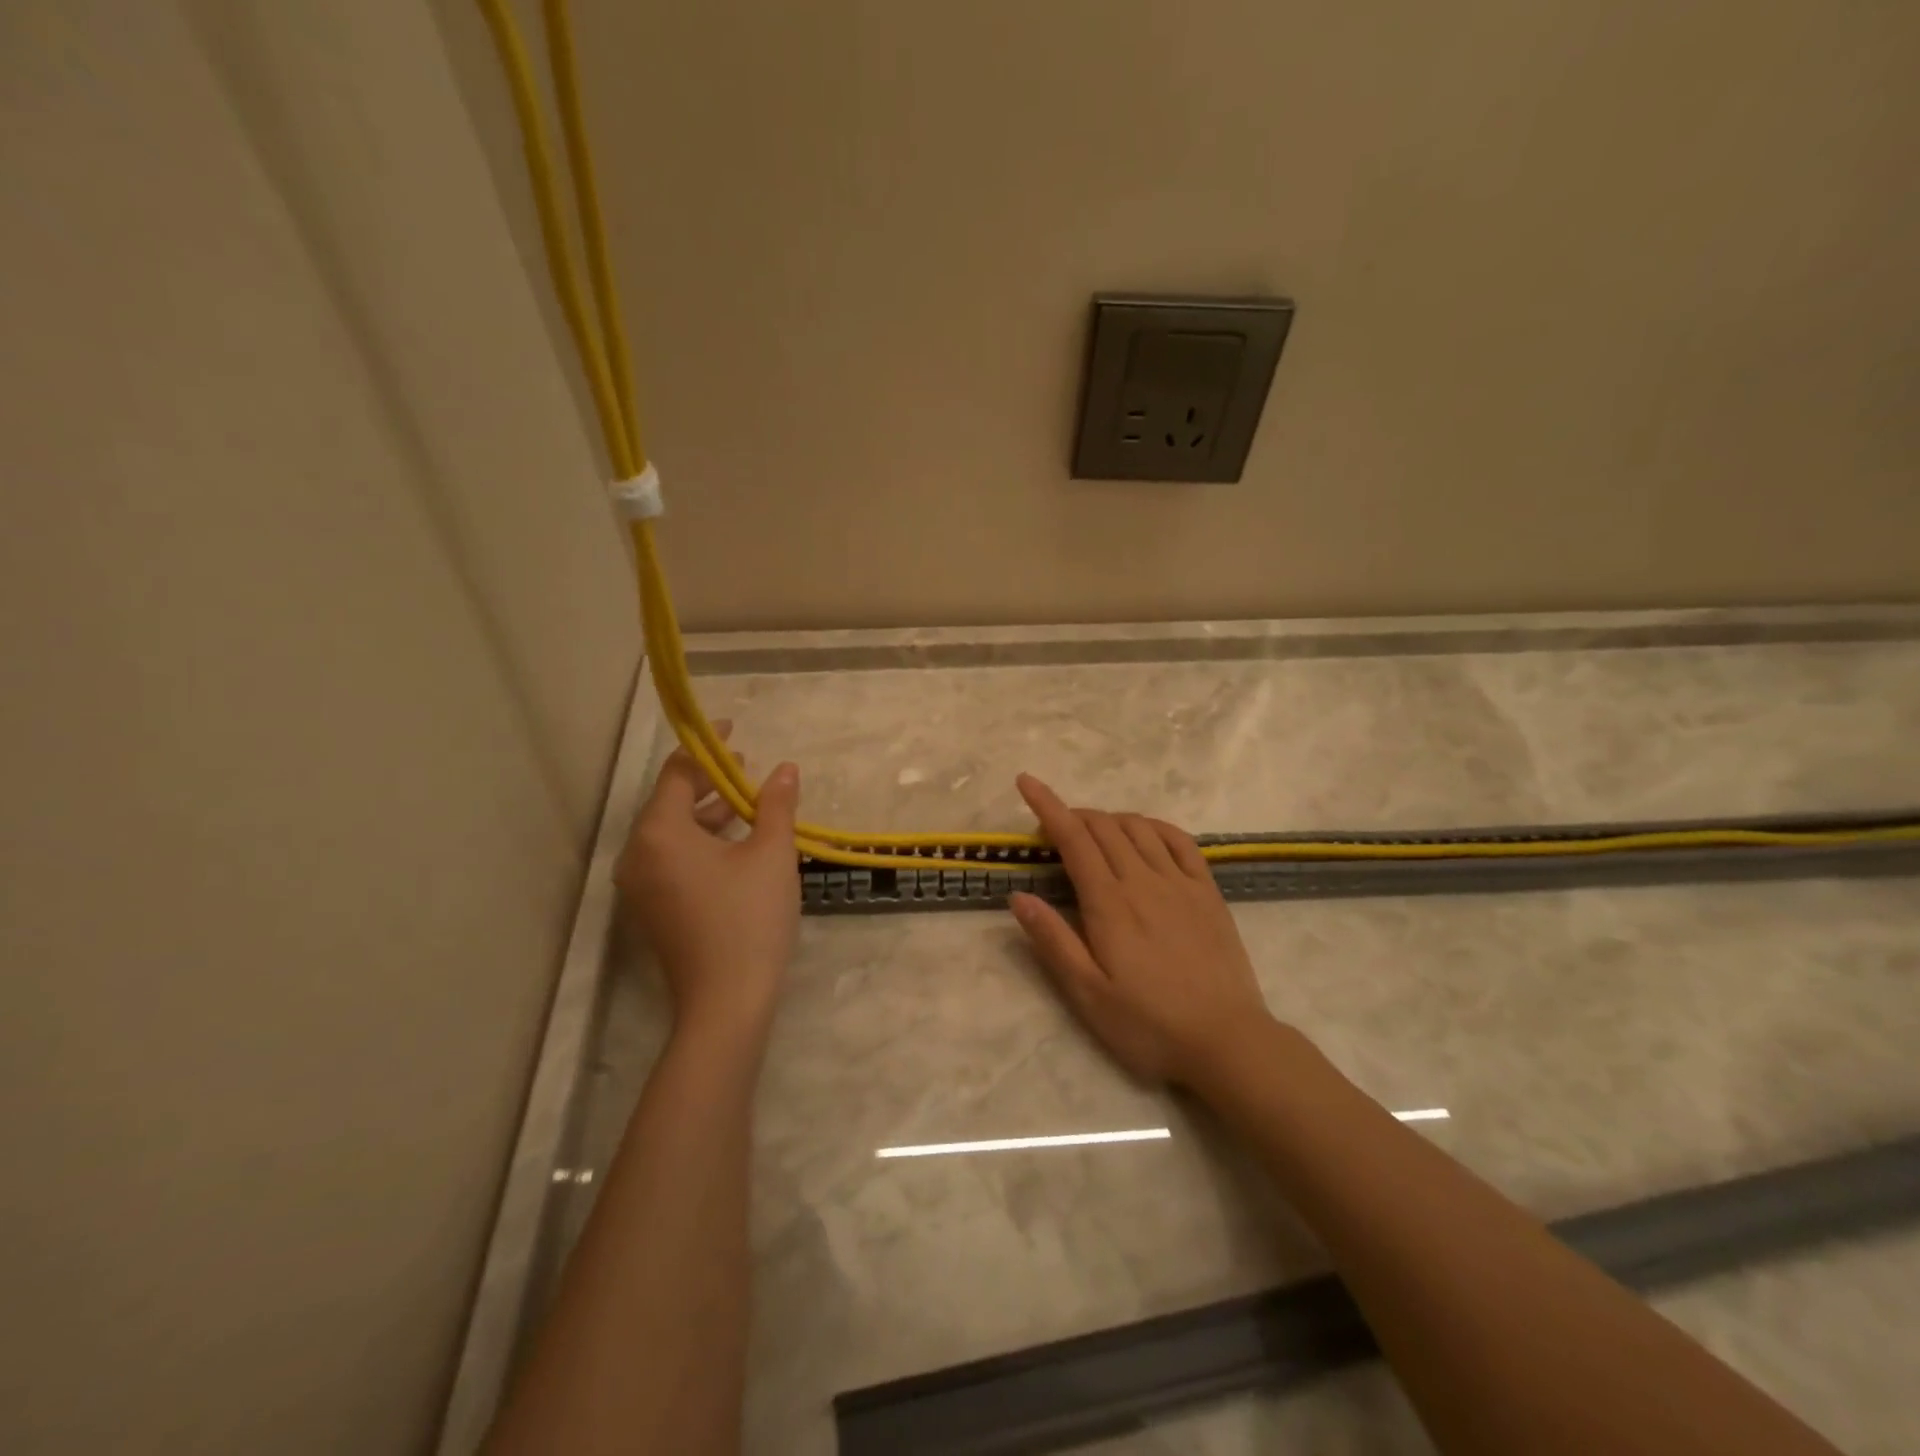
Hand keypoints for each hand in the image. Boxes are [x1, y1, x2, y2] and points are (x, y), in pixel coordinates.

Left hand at [615, 723, 801, 1048]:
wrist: (726, 1002)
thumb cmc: (749, 918)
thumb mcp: (771, 854)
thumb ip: (776, 805)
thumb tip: (785, 770)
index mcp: (659, 832)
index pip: (678, 772)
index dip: (707, 748)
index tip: (736, 731)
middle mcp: (637, 853)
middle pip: (670, 800)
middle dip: (709, 779)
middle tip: (747, 765)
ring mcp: (639, 885)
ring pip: (671, 831)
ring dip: (707, 811)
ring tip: (747, 800)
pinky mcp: (652, 908)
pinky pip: (670, 857)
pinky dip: (699, 840)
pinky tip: (734, 841)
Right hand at [1008, 774, 1272, 1085]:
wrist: (1227, 1041)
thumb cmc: (1148, 1024)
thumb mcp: (1088, 994)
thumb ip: (1053, 941)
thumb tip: (1018, 896)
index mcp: (1109, 903)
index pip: (1073, 838)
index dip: (1047, 806)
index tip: (1026, 781)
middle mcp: (1143, 880)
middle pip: (1104, 826)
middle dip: (1073, 815)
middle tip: (1054, 831)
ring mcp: (1180, 882)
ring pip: (1139, 827)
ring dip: (1110, 818)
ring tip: (1094, 833)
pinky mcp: (1208, 892)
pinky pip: (1180, 840)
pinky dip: (1155, 826)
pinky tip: (1145, 832)